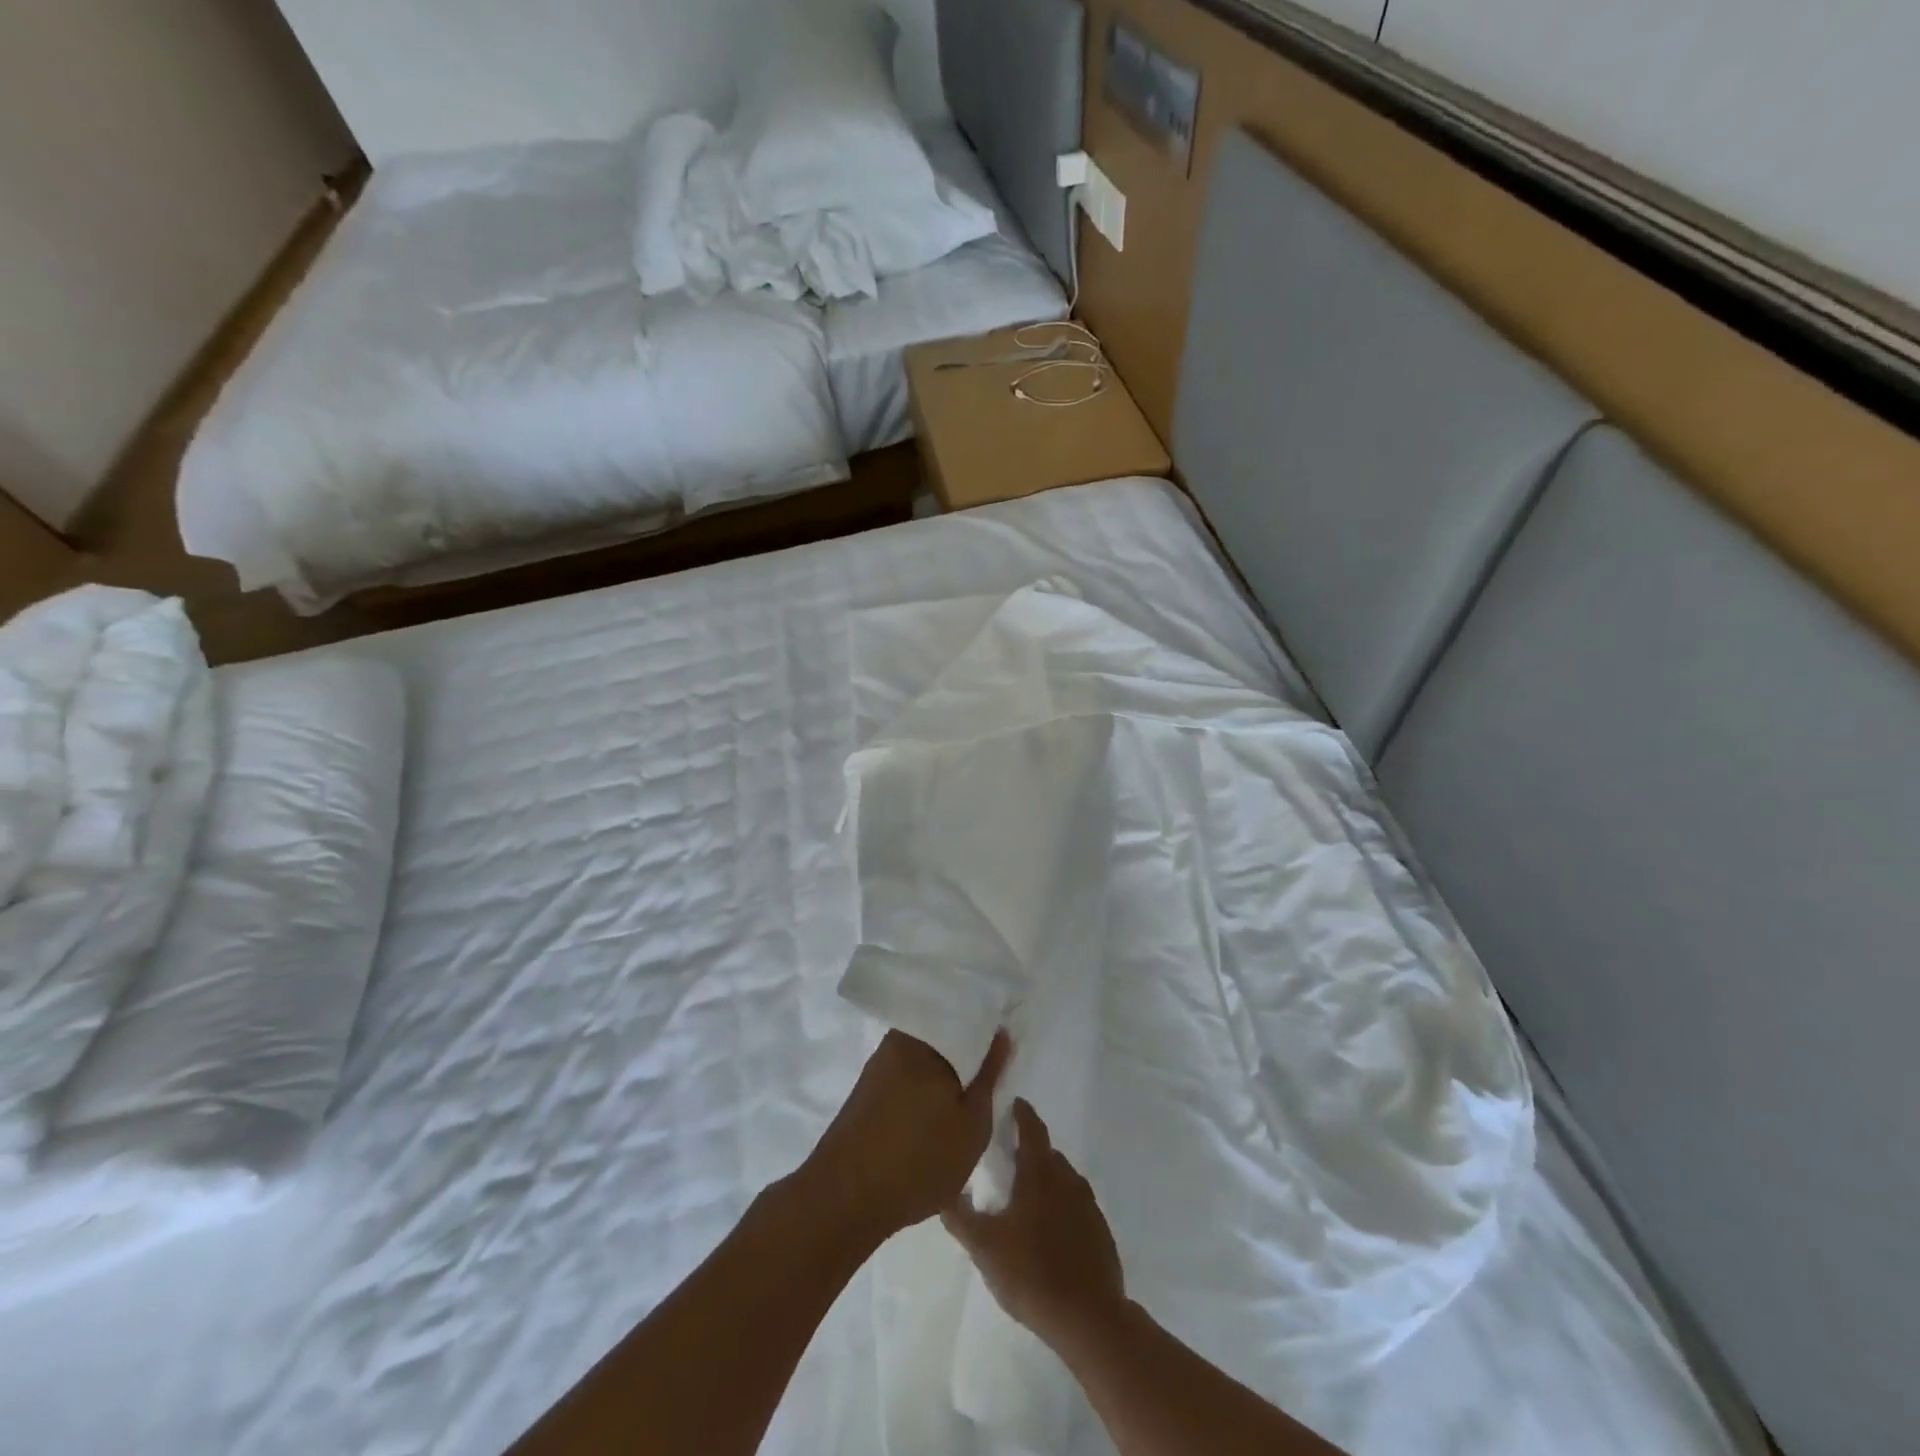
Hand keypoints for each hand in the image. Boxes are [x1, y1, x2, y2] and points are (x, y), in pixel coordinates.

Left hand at [801, 1030, 1011, 1243]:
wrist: (844, 1199)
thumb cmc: (919, 1160)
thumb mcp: (972, 1124)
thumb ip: (989, 1076)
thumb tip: (1001, 1034)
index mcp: (926, 1039)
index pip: (966, 1016)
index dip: (989, 1031)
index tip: (1006, 1046)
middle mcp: (899, 1040)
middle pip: (944, 1034)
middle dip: (967, 1051)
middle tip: (991, 1076)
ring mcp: (879, 1063)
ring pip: (924, 1055)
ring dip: (945, 1071)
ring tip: (967, 1098)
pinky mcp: (867, 1088)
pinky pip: (906, 1073)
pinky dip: (924, 1087)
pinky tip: (936, 1112)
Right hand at [942, 1100, 1128, 1355]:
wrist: (1089, 1319)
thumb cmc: (1031, 1273)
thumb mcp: (984, 1247)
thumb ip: (959, 1216)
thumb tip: (941, 1189)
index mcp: (1040, 1172)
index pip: (1031, 1127)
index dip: (1021, 1113)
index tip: (1011, 1104)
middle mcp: (1067, 1179)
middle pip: (1047, 1153)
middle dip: (1028, 1150)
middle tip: (1006, 1159)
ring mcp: (1088, 1205)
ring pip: (1064, 1179)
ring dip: (1046, 1179)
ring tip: (1025, 1196)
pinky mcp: (1100, 1232)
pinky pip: (1077, 1207)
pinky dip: (1062, 1207)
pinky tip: (1049, 1231)